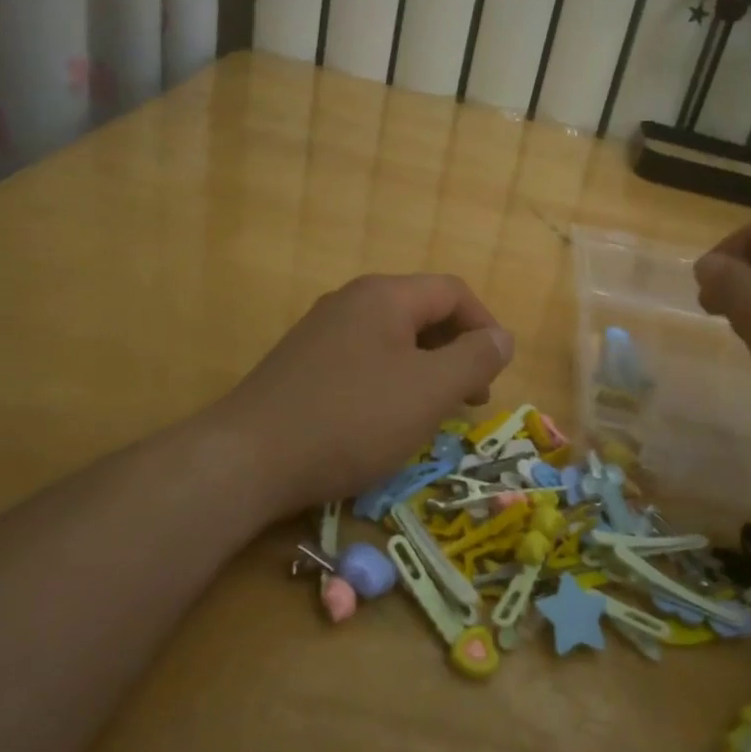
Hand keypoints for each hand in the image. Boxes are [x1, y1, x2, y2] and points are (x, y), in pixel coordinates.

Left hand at [211, 273, 514, 513]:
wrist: (248, 460)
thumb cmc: (352, 419)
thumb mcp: (429, 390)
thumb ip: (475, 358)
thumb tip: (502, 337)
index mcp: (384, 296)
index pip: (453, 292)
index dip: (486, 326)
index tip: (497, 372)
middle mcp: (351, 302)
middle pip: (422, 313)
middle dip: (457, 352)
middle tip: (472, 398)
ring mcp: (321, 332)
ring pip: (393, 340)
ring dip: (426, 370)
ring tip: (435, 412)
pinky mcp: (302, 365)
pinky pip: (364, 361)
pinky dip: (391, 382)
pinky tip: (387, 420)